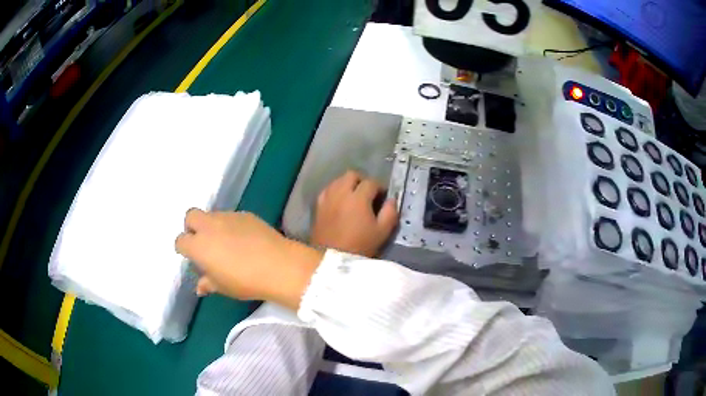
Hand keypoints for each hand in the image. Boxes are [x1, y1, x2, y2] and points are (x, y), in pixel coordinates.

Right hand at [175, 209, 321, 308]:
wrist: (278, 266)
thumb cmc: (245, 281)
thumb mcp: (223, 287)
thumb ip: (208, 283)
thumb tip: (200, 287)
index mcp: (198, 245)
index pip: (180, 240)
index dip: (184, 248)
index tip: (192, 256)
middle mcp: (209, 226)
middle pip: (191, 216)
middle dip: (192, 227)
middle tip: (203, 242)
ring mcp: (228, 217)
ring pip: (212, 215)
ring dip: (212, 226)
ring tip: (226, 242)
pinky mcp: (245, 214)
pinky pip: (231, 217)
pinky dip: (231, 225)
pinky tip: (243, 239)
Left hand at [312, 171, 398, 256]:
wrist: (331, 258)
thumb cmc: (360, 246)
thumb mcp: (382, 232)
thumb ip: (390, 213)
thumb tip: (391, 200)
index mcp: (358, 198)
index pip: (371, 182)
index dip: (380, 187)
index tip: (383, 197)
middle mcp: (341, 193)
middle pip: (352, 175)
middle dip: (362, 181)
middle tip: (368, 194)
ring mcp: (327, 198)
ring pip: (338, 180)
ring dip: (347, 185)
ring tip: (354, 197)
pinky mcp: (318, 206)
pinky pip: (327, 191)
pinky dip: (335, 192)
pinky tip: (339, 203)